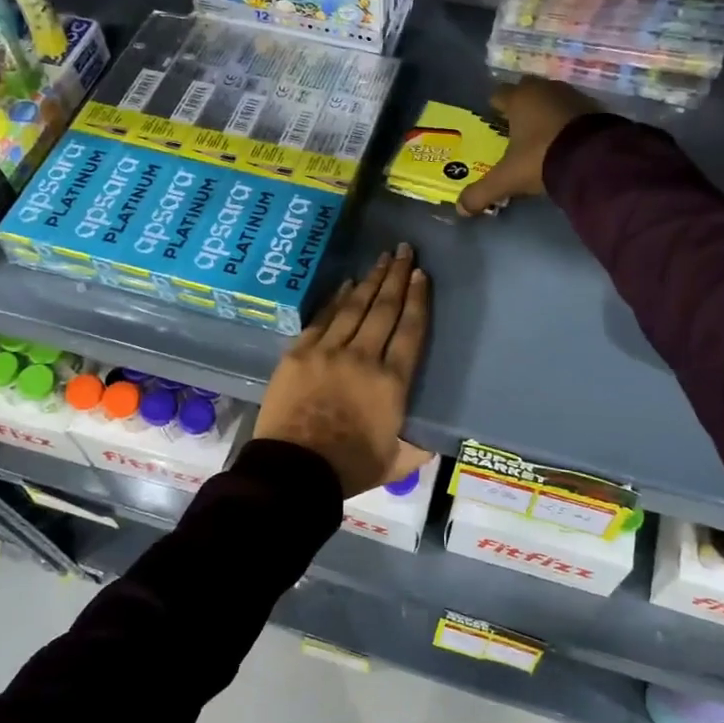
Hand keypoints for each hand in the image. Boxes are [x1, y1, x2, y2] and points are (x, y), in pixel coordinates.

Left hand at [255, 244, 430, 496]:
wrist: (293, 471)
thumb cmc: (348, 469)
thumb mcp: (395, 464)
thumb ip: (416, 448)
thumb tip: (431, 439)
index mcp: (392, 383)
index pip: (410, 331)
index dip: (418, 300)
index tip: (422, 275)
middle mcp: (363, 357)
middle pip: (384, 309)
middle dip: (397, 277)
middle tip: (405, 251)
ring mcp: (328, 351)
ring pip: (355, 306)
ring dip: (371, 280)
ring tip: (383, 258)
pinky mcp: (299, 353)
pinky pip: (323, 318)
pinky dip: (337, 298)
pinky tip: (347, 283)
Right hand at [456, 79, 601, 216]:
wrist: (595, 158)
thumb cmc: (541, 158)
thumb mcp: (508, 179)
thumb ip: (482, 192)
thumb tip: (461, 208)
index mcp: (519, 98)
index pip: (499, 94)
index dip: (494, 107)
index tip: (492, 122)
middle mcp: (544, 89)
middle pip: (526, 91)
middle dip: (520, 106)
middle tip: (515, 129)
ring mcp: (572, 95)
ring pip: (551, 99)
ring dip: (545, 113)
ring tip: (541, 137)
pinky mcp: (595, 107)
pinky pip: (573, 111)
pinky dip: (567, 122)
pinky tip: (566, 141)